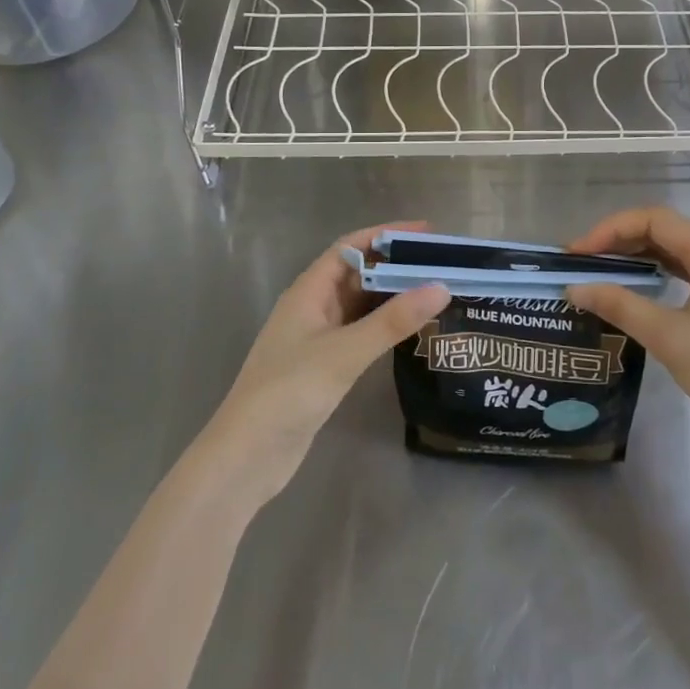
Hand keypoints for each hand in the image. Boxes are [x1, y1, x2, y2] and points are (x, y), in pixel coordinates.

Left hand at [202, 222, 448, 503]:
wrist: (248, 455)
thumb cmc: (290, 391)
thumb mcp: (345, 352)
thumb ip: (392, 321)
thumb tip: (441, 287)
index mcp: (308, 291)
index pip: (350, 247)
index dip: (387, 235)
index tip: (427, 233)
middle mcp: (312, 307)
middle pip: (357, 273)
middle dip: (396, 265)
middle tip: (441, 265)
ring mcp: (316, 337)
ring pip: (360, 304)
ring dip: (392, 295)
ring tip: (435, 291)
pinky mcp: (323, 365)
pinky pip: (360, 331)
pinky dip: (385, 325)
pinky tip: (411, 330)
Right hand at [565, 207, 689, 470]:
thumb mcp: (671, 339)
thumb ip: (621, 306)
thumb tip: (574, 288)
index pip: (655, 220)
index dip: (610, 230)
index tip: (576, 255)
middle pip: (666, 232)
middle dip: (620, 242)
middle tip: (581, 265)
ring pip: (677, 253)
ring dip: (638, 258)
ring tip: (600, 274)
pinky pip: (689, 274)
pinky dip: (659, 276)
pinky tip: (638, 291)